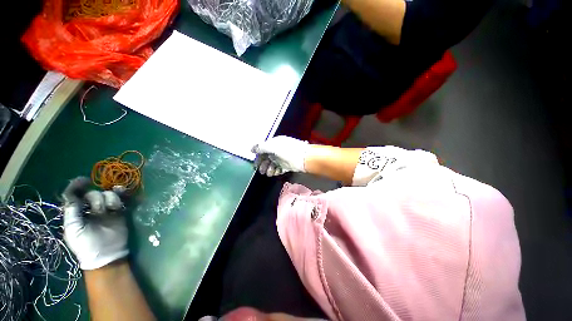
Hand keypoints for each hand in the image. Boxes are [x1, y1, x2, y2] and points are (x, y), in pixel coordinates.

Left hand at [62, 177, 128, 269]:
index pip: (75, 195)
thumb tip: (74, 194)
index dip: (77, 186)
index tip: (84, 180)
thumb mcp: (73, 229)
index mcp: (77, 213)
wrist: (106, 254)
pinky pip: (121, 199)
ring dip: (109, 199)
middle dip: (96, 199)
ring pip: (107, 195)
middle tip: (99, 211)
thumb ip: (72, 211)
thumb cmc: (85, 244)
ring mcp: (106, 210)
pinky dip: (122, 194)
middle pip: (93, 194)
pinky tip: (123, 191)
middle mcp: (90, 209)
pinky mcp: (119, 211)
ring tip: (111, 210)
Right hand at [251, 136, 308, 176]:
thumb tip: (252, 149)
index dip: (259, 156)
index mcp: (275, 143)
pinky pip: (278, 169)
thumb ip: (262, 147)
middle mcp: (278, 150)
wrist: (304, 159)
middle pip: (267, 157)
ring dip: (269, 169)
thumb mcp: (273, 147)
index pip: (264, 148)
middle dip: (263, 164)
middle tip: (260, 170)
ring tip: (268, 173)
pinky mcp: (287, 166)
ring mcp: (283, 158)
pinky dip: (276, 171)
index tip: (255, 163)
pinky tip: (274, 173)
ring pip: (272, 164)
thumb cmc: (289, 151)